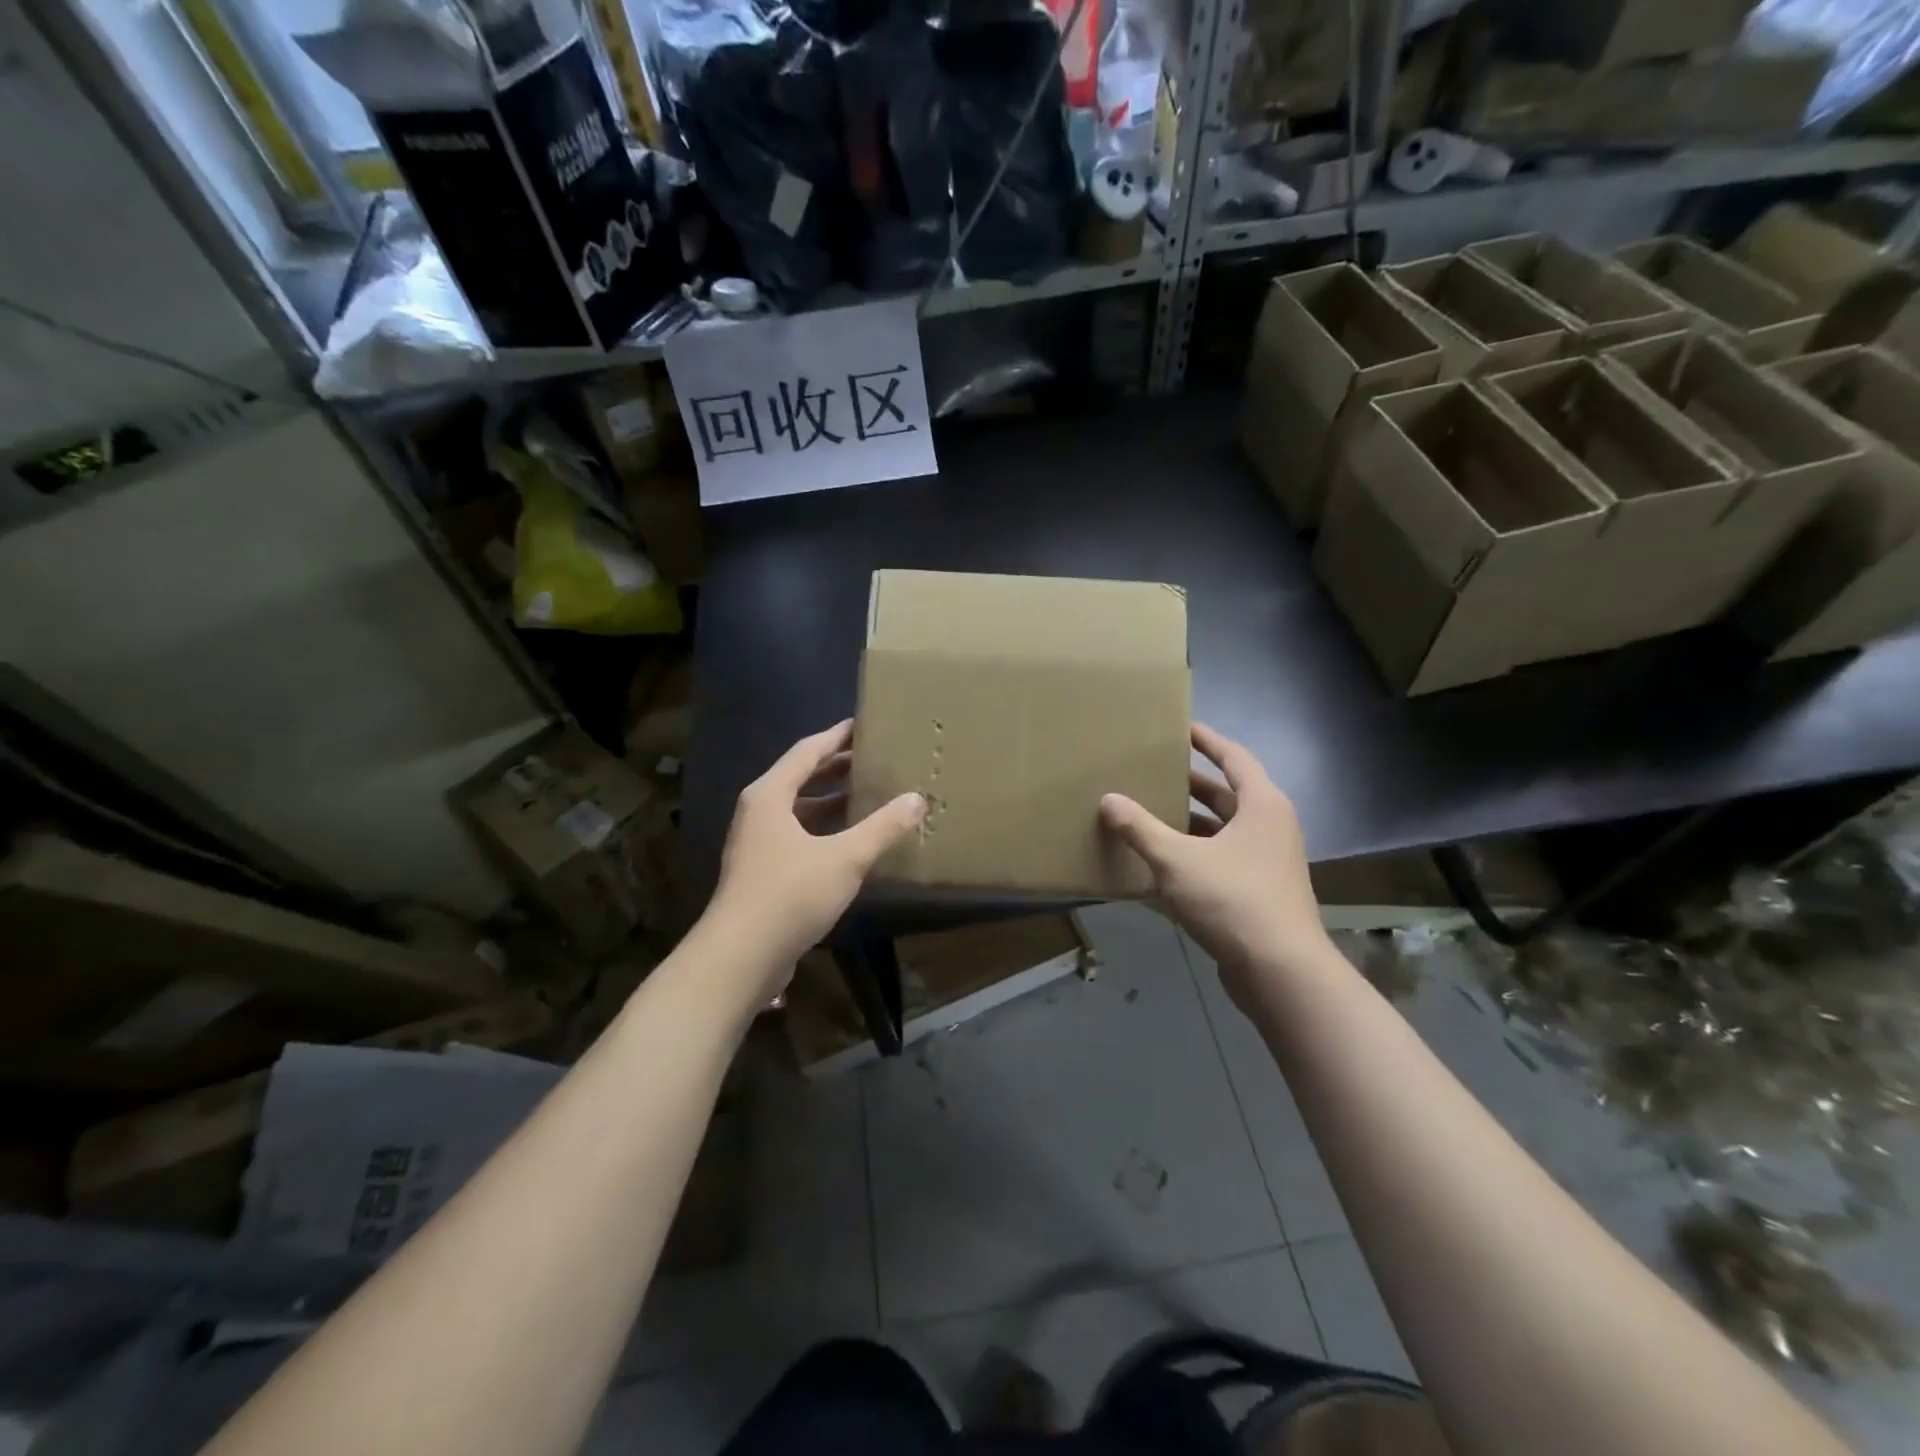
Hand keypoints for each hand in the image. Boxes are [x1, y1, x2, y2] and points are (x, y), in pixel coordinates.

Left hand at [709, 720, 924, 983]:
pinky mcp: (762, 872)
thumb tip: (917, 799)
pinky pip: (798, 836)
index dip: (836, 736)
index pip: (807, 751)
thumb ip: (883, 828)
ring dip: (832, 802)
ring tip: (870, 795)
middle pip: (801, 778)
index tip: (864, 725)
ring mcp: (757, 844)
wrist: (740, 956)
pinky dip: (825, 830)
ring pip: (799, 810)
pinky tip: (853, 842)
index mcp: (770, 795)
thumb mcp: (845, 858)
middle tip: (875, 759)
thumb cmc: (790, 894)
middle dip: (837, 768)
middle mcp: (759, 812)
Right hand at [1099, 724, 1326, 1002]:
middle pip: (1228, 795)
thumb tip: (1108, 800)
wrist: (1281, 972)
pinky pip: (1223, 860)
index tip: (1183, 727)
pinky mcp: (1260, 893)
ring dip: (1191, 822)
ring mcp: (1269, 863)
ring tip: (1151, 813)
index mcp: (1262, 806)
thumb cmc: (1233, 900)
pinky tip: (1163, 862)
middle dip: (1192, 783)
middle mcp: (1271, 828)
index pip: (1234, 758)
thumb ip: (1140, 829)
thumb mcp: (1177, 860)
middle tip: (1156, 771)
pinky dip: (1196, 854)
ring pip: (1224, 830)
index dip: (1208, 740)